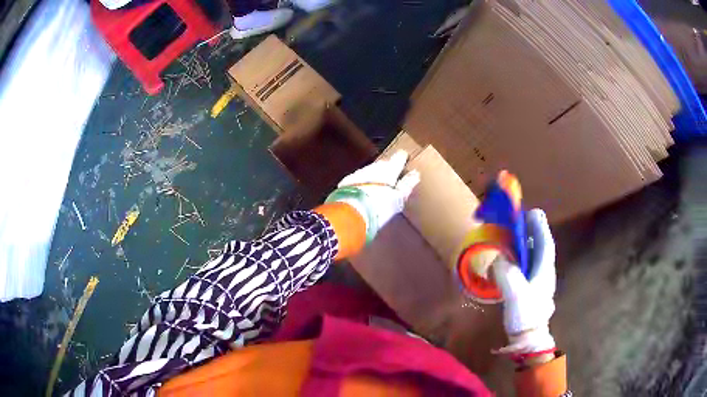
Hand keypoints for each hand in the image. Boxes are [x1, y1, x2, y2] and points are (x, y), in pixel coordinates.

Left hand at [326, 150, 419, 241]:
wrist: (351, 213)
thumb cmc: (380, 206)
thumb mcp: (399, 199)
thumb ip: (407, 185)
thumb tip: (416, 173)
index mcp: (390, 168)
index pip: (399, 156)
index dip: (403, 158)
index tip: (406, 162)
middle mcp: (374, 166)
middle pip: (384, 163)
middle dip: (388, 169)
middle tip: (392, 181)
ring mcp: (359, 172)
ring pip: (370, 170)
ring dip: (374, 177)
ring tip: (377, 190)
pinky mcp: (346, 181)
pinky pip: (358, 179)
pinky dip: (362, 183)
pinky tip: (363, 193)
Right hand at [492, 209, 556, 355]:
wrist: (529, 338)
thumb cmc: (526, 314)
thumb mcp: (515, 293)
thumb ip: (507, 273)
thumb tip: (498, 258)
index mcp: (545, 268)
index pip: (545, 241)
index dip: (539, 226)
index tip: (531, 212)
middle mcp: (544, 270)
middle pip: (539, 245)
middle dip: (530, 232)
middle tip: (517, 221)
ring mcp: (538, 279)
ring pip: (532, 255)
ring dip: (523, 244)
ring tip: (510, 236)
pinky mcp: (530, 287)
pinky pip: (525, 265)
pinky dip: (518, 258)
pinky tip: (509, 260)